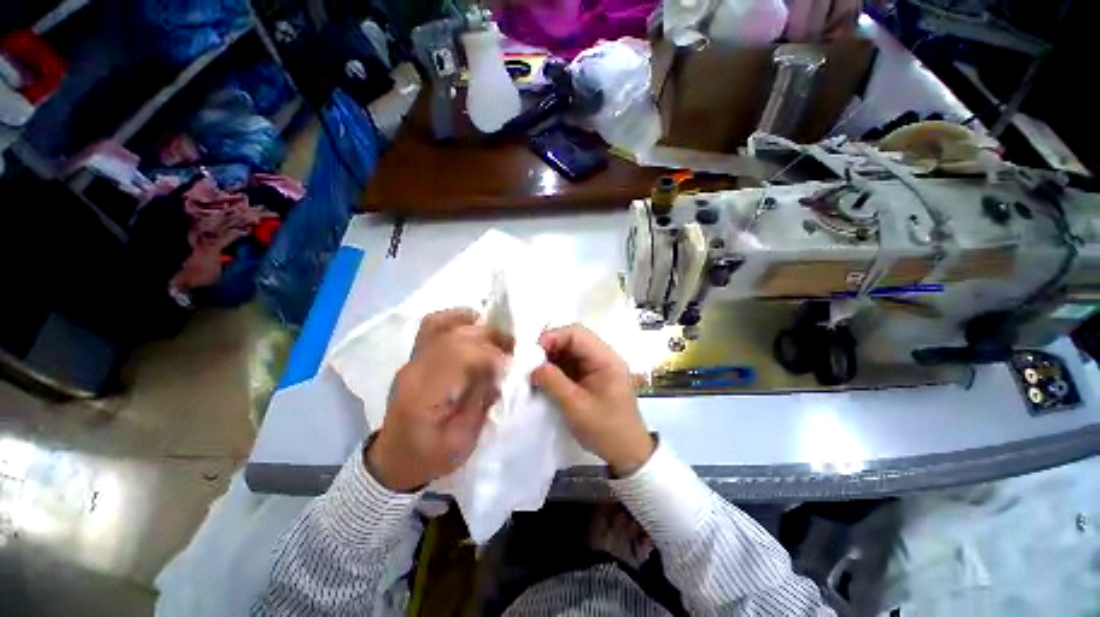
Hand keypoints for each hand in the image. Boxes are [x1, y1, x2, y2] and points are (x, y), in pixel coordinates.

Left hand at [366, 309, 513, 490]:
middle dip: (490, 338)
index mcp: (423, 395)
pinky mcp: (416, 356)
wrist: (394, 458)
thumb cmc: (429, 456)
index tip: (512, 365)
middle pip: (455, 337)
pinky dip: (457, 318)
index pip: (460, 357)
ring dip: (475, 324)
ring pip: (442, 323)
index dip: (491, 356)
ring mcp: (412, 359)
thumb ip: (482, 402)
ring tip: (496, 334)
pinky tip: (475, 323)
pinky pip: (434, 325)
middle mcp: (415, 369)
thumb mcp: (462, 442)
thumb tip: (502, 370)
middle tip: (513, 349)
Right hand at [531, 325, 653, 475]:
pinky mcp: (590, 376)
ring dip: (551, 357)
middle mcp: (602, 356)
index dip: (553, 337)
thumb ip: (554, 382)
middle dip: (549, 347)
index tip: (532, 352)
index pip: (577, 334)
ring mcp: (597, 366)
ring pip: (569, 351)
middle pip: (573, 339)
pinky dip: (555, 368)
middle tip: (530, 361)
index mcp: (606, 359)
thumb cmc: (606, 429)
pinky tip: (543, 377)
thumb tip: (533, 367)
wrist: (627, 452)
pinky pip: (570, 363)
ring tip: (533, 369)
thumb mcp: (576, 407)